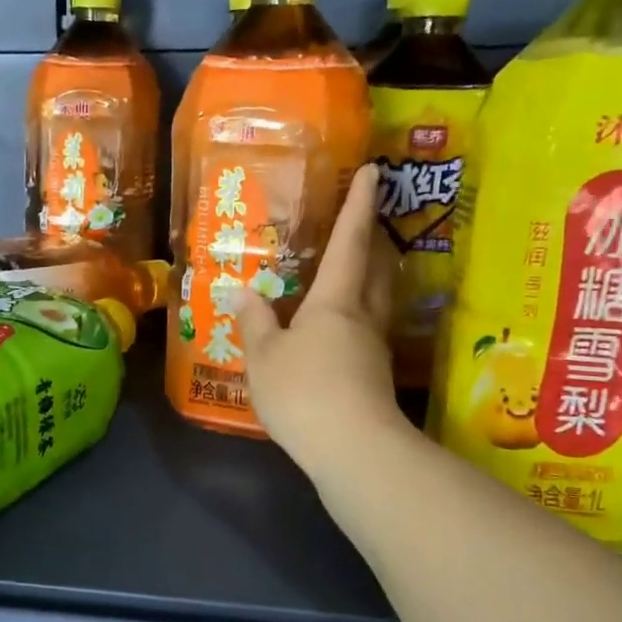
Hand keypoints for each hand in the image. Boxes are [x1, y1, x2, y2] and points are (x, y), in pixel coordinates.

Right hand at [233, 164, 409, 472]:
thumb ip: (255, 322)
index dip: (360, 204)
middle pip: (378, 267)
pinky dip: (358, 313)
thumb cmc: (303, 391)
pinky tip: (339, 327)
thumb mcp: (264, 356)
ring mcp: (374, 348)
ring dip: (373, 275)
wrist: (352, 450)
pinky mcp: (375, 376)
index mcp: (335, 301)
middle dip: (374, 238)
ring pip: (379, 298)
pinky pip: (368, 328)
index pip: (351, 241)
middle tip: (365, 219)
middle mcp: (362, 317)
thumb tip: (242, 292)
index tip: (375, 171)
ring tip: (353, 266)